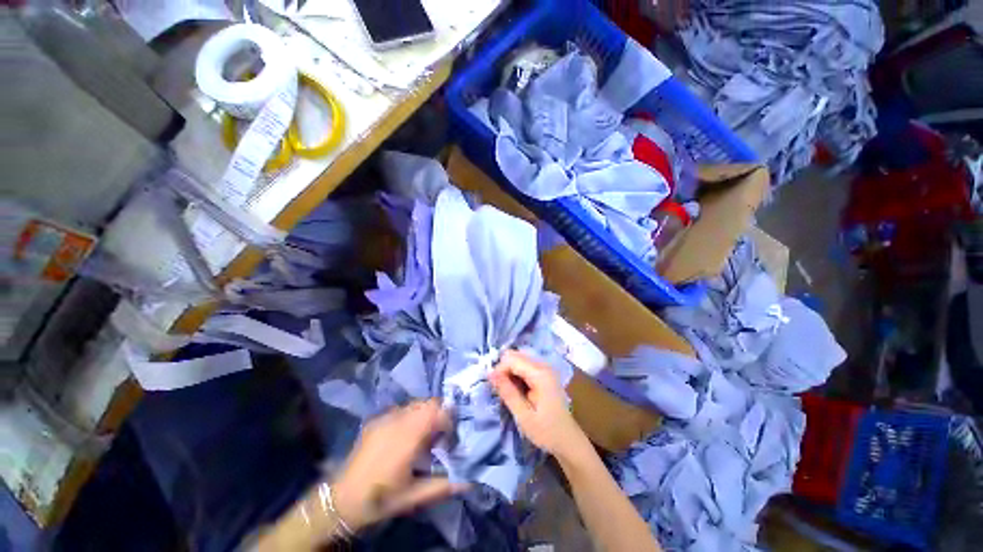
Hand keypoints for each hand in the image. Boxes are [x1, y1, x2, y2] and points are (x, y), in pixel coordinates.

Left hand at [332, 400, 467, 531]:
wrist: (341, 499)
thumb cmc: (380, 499)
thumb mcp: (413, 497)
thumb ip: (442, 486)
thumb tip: (469, 480)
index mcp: (408, 438)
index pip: (437, 412)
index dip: (449, 420)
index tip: (449, 437)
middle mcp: (398, 422)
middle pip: (428, 402)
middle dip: (439, 414)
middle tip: (438, 436)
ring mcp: (385, 418)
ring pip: (415, 403)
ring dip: (425, 414)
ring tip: (423, 435)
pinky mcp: (376, 420)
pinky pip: (401, 409)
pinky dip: (411, 416)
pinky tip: (405, 436)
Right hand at [489, 350, 590, 461]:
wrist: (568, 441)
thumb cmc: (546, 431)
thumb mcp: (523, 415)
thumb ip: (507, 392)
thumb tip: (490, 374)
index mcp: (540, 374)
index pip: (512, 359)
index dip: (499, 370)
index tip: (494, 388)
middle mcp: (544, 366)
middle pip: (516, 356)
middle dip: (504, 370)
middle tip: (501, 390)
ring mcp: (546, 368)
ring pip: (519, 359)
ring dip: (510, 372)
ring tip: (509, 391)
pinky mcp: (545, 373)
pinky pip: (525, 366)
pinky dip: (517, 374)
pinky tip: (517, 390)